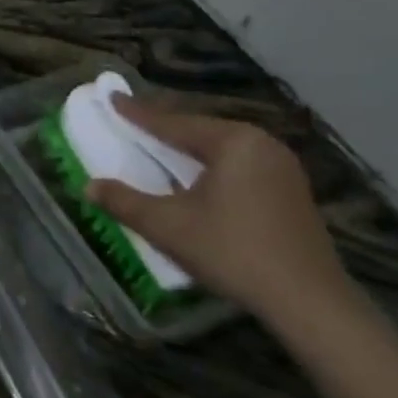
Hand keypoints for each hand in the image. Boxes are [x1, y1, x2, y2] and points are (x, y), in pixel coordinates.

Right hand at [85, 95, 353, 328]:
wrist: (308, 301)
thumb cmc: (232, 251)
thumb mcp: (166, 226)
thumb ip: (123, 201)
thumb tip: (89, 186)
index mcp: (233, 141)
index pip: (173, 123)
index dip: (137, 113)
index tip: (111, 97)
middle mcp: (262, 144)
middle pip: (200, 131)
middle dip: (165, 129)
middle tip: (133, 123)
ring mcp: (283, 168)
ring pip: (221, 149)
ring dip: (188, 150)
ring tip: (160, 148)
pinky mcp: (291, 192)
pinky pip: (239, 166)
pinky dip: (211, 167)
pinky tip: (197, 179)